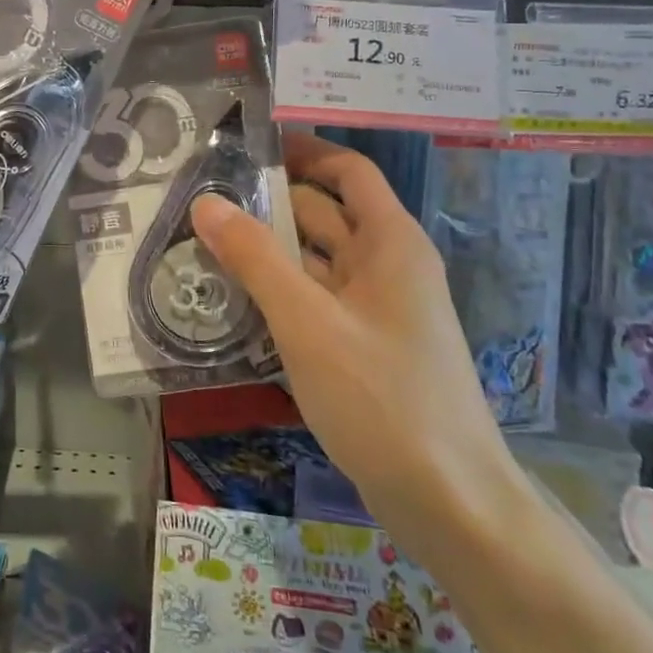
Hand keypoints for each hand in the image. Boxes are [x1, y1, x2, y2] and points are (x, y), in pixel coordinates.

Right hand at [191, 132, 525, 560]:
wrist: (452, 505)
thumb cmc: (383, 398)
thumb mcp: (308, 322)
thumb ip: (255, 258)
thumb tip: (206, 203)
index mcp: (389, 242)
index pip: (347, 172)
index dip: (302, 152)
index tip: (245, 147)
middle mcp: (387, 266)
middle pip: (324, 214)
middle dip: (268, 204)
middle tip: (201, 200)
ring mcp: (377, 310)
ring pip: (315, 262)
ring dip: (267, 252)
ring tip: (201, 245)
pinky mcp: (365, 349)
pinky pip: (316, 302)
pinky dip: (279, 294)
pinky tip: (232, 302)